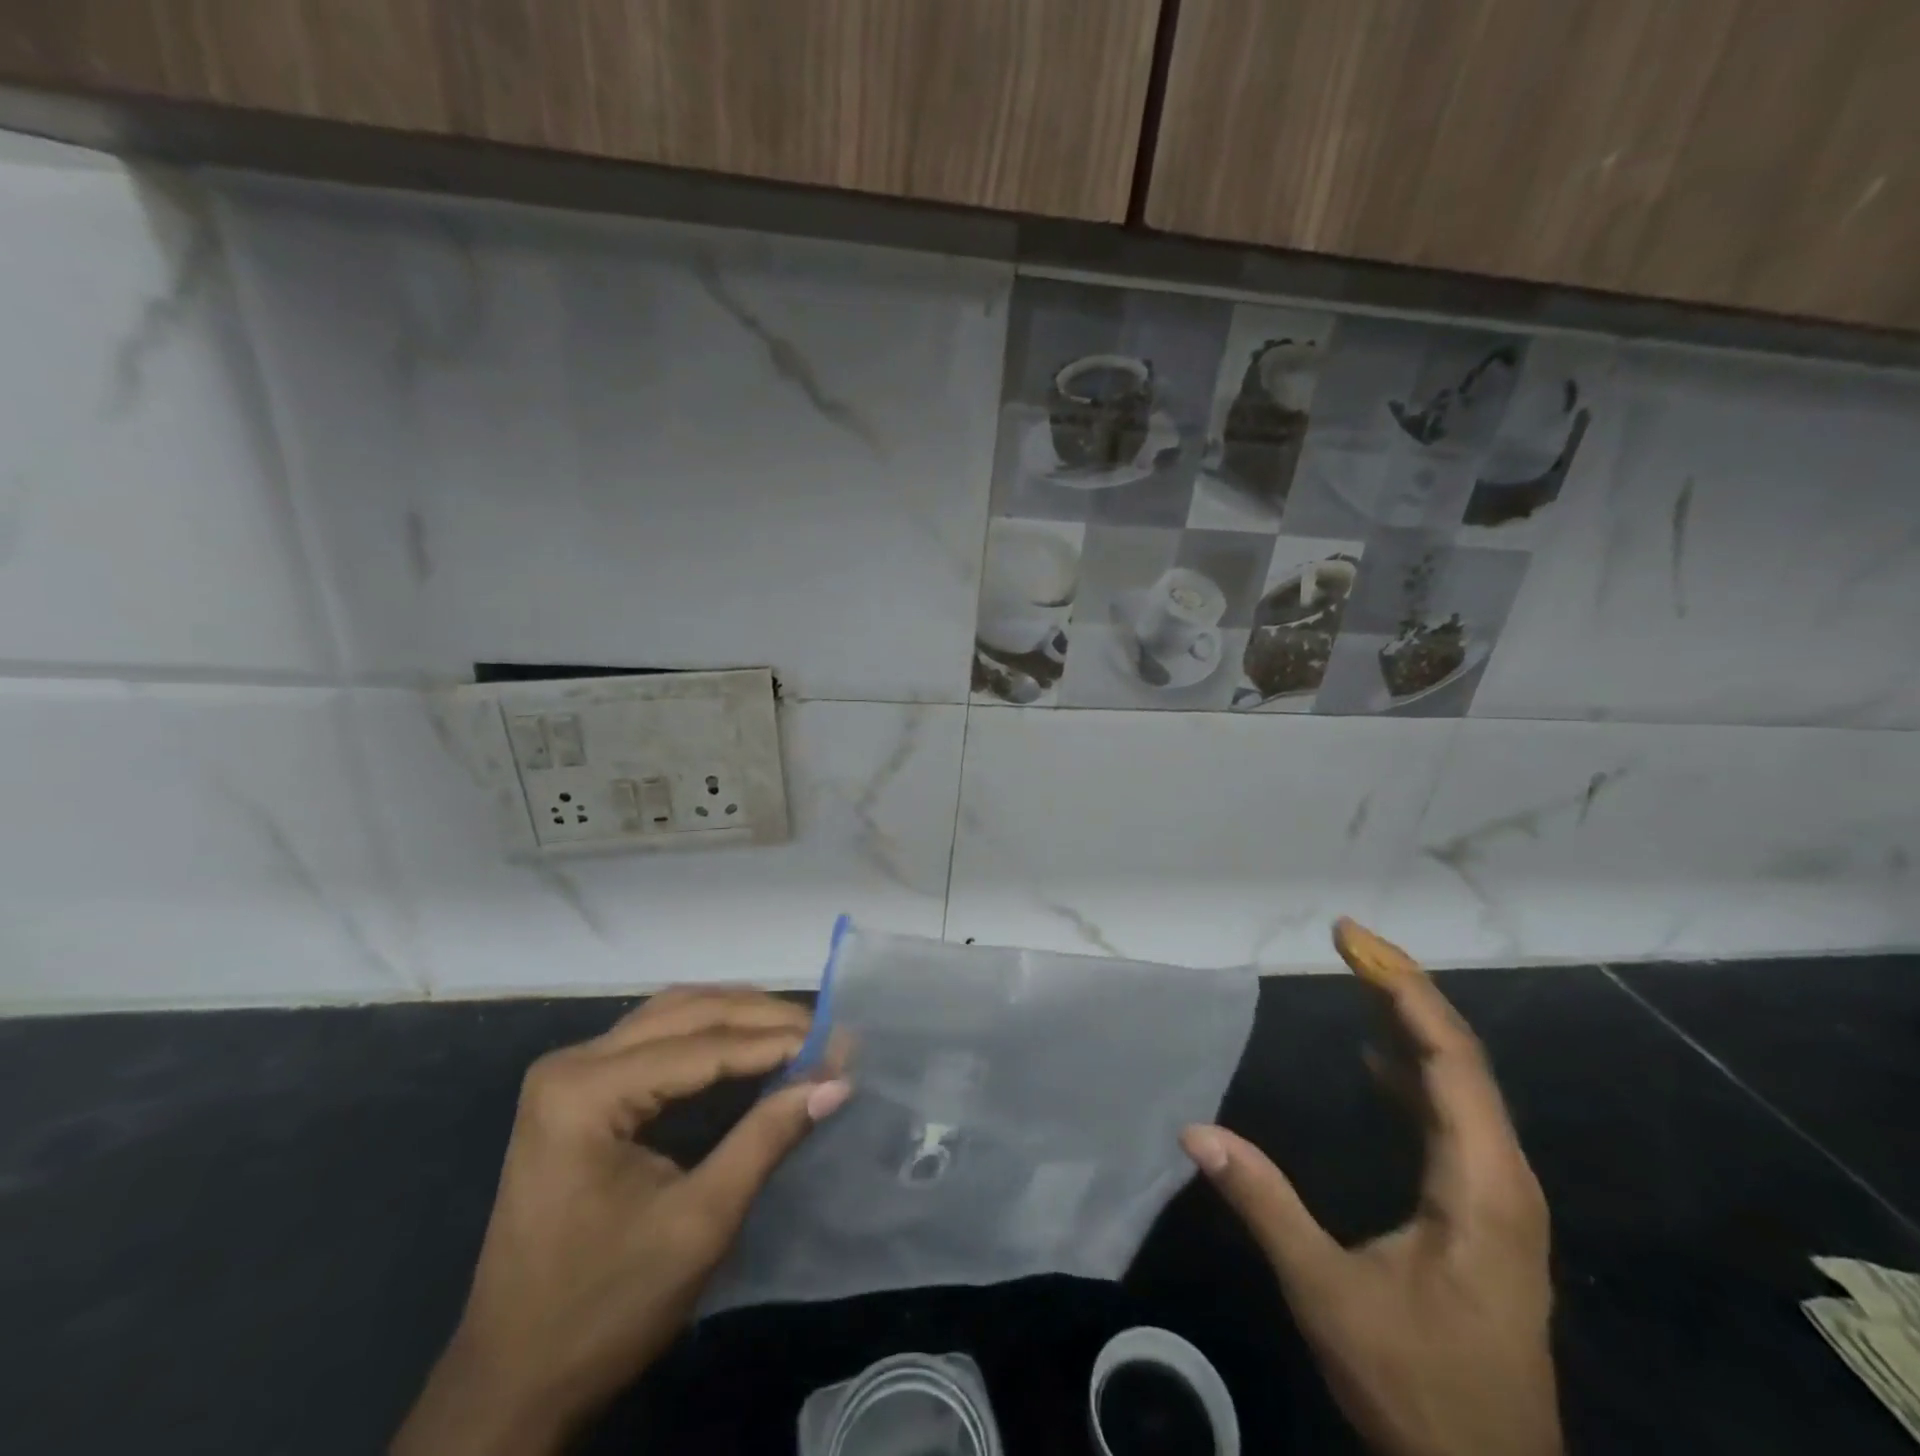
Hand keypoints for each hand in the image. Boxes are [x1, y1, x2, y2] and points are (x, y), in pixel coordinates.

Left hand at [392, 987, 848, 1455]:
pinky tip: (748, 1041)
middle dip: (762, 1018)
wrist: (512, 1382)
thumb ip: (767, 1139)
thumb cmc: (605, 1309)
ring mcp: (570, 1072)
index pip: (703, 1046)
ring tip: (798, 1029)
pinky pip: (656, 1037)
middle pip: (686, 1013)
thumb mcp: (700, 1224)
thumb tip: (837, 1081)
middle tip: (828, 1031)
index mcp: (586, 1091)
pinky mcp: (577, 1089)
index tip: (841, 1043)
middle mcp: (572, 1062)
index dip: (778, 1042)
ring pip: (672, 1014)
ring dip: (738, 1016)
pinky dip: (709, 1032)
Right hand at [1181, 918, 1559, 1455]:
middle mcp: (1501, 1175)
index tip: (1353, 939)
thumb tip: (1195, 1132)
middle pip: (1460, 1057)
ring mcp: (1496, 1193)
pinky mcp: (1481, 1208)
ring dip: (1410, 1024)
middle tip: (1349, 941)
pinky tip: (1378, 1060)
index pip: (1450, 1059)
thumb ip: (1265, 1205)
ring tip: (1358, 977)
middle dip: (1404, 989)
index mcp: (1482, 1185)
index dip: (1403, 989)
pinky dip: (1413, 1071)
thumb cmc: (1419, 1388)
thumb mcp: (1329, 1296)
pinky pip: (1451, 1115)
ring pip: (1460, 1083)